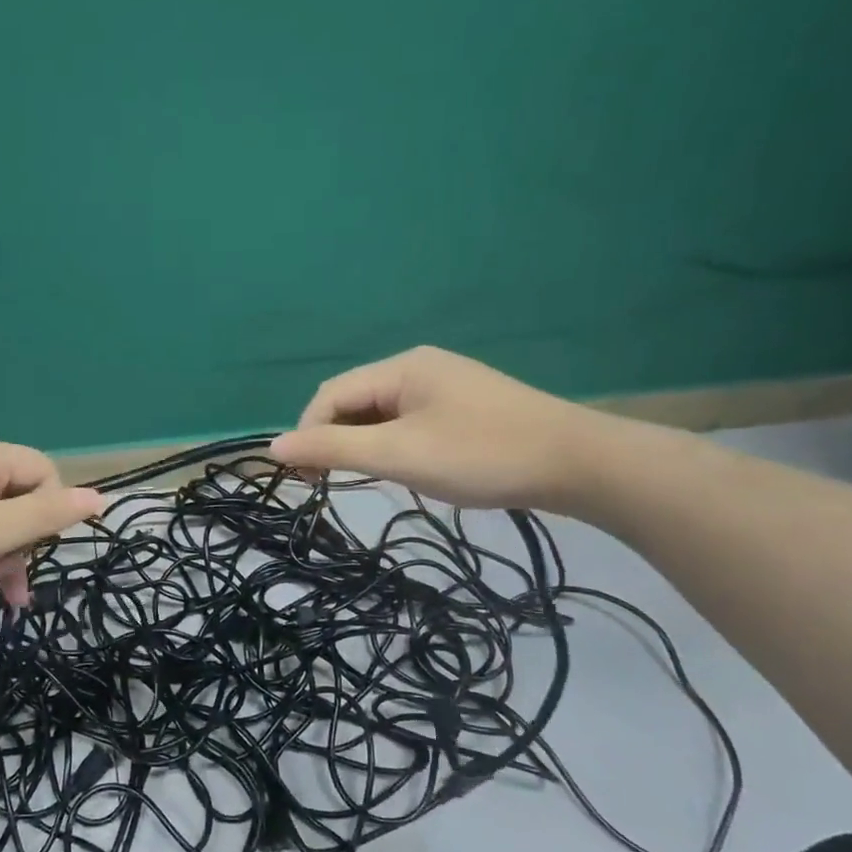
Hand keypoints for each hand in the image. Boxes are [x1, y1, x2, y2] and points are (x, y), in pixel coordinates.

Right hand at [269, 346, 610, 510]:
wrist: (577, 464)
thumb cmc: (480, 455)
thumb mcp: (397, 454)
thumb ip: (333, 448)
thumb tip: (274, 445)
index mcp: (401, 368)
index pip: (330, 395)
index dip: (307, 433)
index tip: (306, 479)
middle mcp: (418, 368)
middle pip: (354, 401)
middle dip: (334, 439)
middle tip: (330, 483)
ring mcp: (444, 386)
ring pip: (381, 414)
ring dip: (362, 445)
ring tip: (367, 479)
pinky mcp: (463, 408)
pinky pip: (408, 422)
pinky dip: (391, 445)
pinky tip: (403, 468)